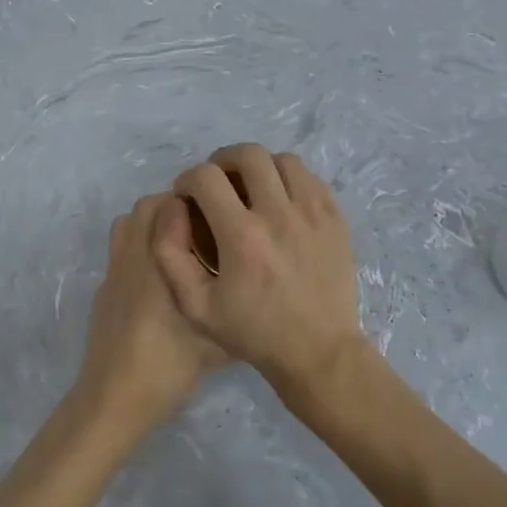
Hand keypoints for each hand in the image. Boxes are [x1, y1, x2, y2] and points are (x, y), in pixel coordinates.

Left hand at [75, 194, 226, 433]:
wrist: (114, 398)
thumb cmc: (167, 365)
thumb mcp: (217, 344)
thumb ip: (238, 313)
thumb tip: (262, 297)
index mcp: (159, 260)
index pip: (167, 205)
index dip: (192, 201)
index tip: (217, 213)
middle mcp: (133, 255)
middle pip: (146, 207)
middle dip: (173, 207)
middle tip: (202, 228)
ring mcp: (114, 271)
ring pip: (127, 224)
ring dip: (151, 223)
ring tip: (180, 246)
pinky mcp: (104, 289)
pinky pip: (119, 248)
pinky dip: (137, 246)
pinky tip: (159, 278)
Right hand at [154, 144, 363, 391]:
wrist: (319, 352)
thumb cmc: (254, 332)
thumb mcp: (196, 306)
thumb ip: (171, 256)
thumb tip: (172, 210)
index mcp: (242, 236)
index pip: (206, 177)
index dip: (188, 179)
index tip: (188, 196)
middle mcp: (279, 215)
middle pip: (248, 154)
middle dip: (223, 160)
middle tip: (218, 183)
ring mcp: (312, 214)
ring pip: (283, 160)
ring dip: (260, 166)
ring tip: (251, 188)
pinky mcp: (335, 219)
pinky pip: (310, 178)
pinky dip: (290, 180)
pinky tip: (281, 201)